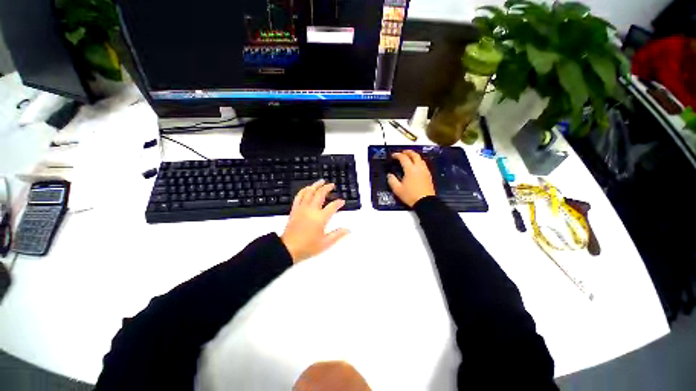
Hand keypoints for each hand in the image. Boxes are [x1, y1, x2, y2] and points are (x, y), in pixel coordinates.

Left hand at [281, 179, 349, 262]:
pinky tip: (307, 188)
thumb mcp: (325, 243)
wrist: (287, 248)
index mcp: (320, 218)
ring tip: (321, 181)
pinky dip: (304, 190)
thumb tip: (348, 230)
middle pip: (320, 194)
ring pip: (309, 192)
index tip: (342, 201)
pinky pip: (299, 196)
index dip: (339, 202)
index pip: (333, 206)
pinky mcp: (294, 209)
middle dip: (327, 188)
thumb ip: (337, 235)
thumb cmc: (307, 247)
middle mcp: (311, 210)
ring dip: (316, 185)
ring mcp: (302, 208)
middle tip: (332, 185)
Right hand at [387, 150, 435, 206]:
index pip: (403, 158)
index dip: (397, 155)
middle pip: (414, 155)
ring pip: (420, 158)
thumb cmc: (410, 195)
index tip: (393, 155)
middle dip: (407, 152)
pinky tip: (415, 165)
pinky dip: (418, 161)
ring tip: (409, 157)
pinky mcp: (428, 175)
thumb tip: (389, 175)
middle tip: (402, 152)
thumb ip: (392, 180)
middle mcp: (418, 167)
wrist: (425, 202)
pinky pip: (423, 164)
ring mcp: (425, 171)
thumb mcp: (397, 189)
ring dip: (414, 155)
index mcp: (410, 169)